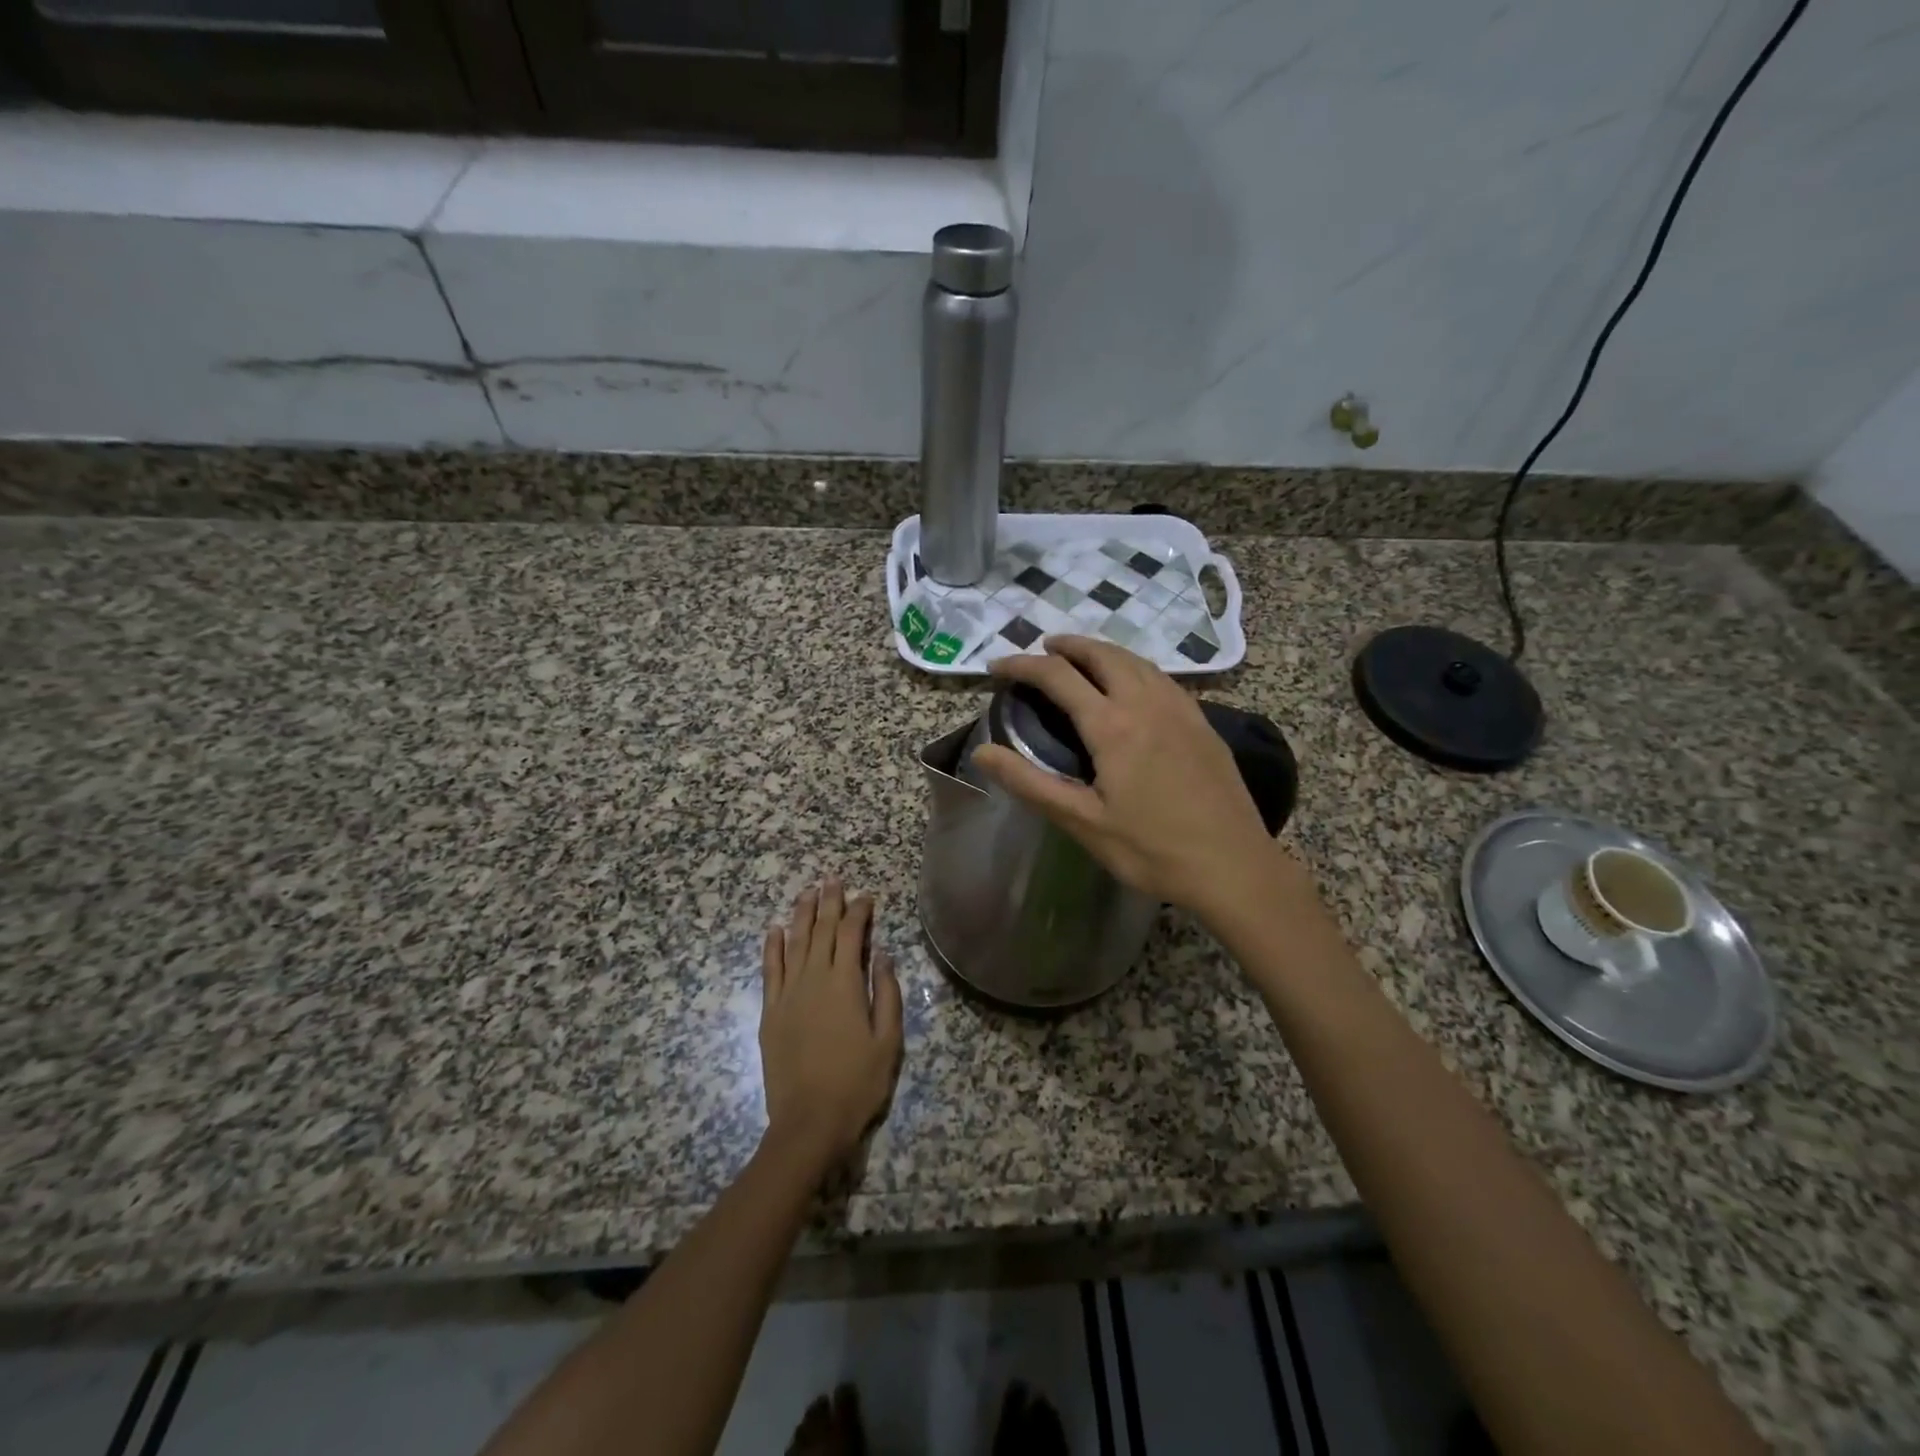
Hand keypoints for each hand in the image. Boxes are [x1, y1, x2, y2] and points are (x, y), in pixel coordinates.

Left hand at [758, 878, 902, 1179]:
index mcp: (845, 984)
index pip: (851, 935)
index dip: (859, 911)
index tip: (865, 895)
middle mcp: (814, 979)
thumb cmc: (857, 1083)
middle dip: (828, 902)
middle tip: (832, 878)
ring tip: (807, 892)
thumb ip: (886, 993)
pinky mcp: (770, 1012)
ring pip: (794, 943)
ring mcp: (788, 994)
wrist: (808, 1123)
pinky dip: (772, 947)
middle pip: (821, 931)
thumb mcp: (888, 1041)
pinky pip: (770, 970)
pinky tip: (774, 929)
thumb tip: (882, 954)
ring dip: (801, 915)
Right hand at [970, 636, 1298, 918]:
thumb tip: (981, 752)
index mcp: (1113, 726)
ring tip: (1081, 658)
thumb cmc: (1151, 850)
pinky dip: (1134, 667)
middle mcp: (1147, 704)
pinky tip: (1132, 685)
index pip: (1058, 676)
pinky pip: (1162, 678)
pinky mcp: (1203, 723)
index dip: (1023, 665)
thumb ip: (1030, 783)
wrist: (1234, 867)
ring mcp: (1181, 710)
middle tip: (1042, 649)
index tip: (997, 666)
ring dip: (1102, 651)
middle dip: (1068, 645)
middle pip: (1102, 654)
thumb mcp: (1082, 822)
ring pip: (1137, 661)